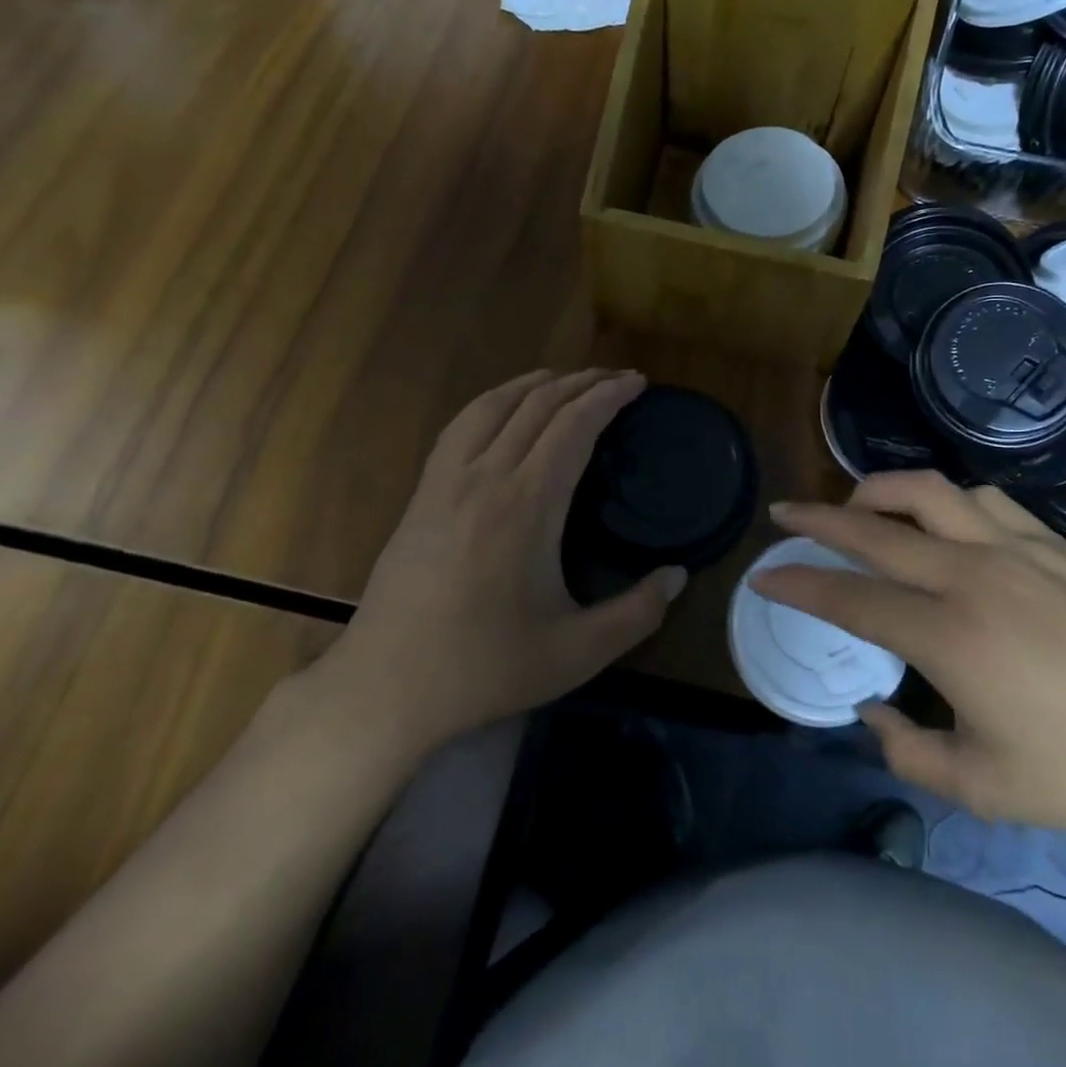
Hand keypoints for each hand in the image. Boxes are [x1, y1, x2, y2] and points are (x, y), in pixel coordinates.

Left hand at [324, 369, 682, 754]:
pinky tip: (502, 410)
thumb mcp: (578, 653)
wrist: (386, 688)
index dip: (608, 396)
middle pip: (537, 405)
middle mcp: (485, 477)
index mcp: (527, 504)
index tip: (638, 383)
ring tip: (566, 379)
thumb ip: (639, 612)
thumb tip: (679, 575)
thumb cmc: (486, 668)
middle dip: (582, 382)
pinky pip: (461, 427)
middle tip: (617, 378)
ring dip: (535, 383)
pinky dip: (492, 402)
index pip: (574, 425)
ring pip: (493, 406)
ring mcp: (445, 482)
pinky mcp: (421, 495)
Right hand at [754, 472, 1065, 846]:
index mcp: (949, 636)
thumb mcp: (981, 788)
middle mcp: (973, 575)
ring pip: (929, 492)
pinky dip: (944, 502)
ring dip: (880, 491)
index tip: (763, 574)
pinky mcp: (1055, 543)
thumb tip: (872, 710)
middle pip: (875, 529)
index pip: (850, 597)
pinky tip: (943, 522)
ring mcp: (1017, 550)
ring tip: (859, 505)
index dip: (798, 583)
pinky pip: (983, 501)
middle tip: (784, 515)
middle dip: (817, 519)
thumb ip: (906, 750)